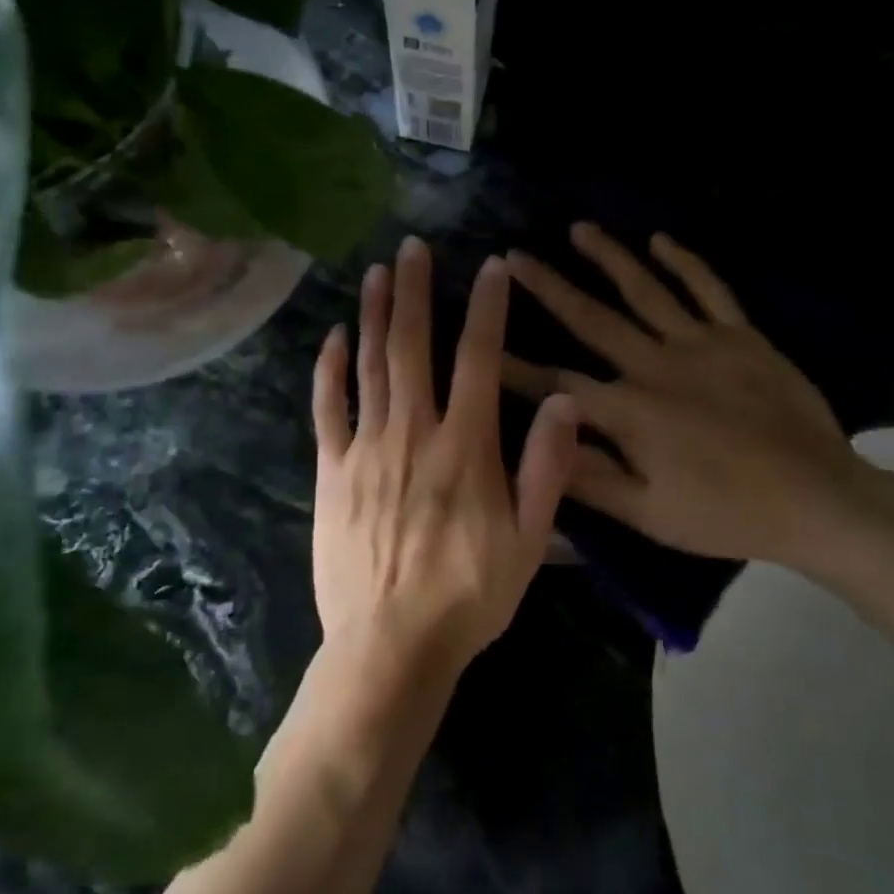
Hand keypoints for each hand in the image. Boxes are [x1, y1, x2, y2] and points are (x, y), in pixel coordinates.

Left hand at [311, 237, 580, 680]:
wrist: (391, 647)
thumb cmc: (469, 595)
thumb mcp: (530, 541)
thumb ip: (547, 468)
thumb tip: (565, 402)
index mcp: (465, 447)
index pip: (479, 359)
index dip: (486, 308)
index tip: (489, 266)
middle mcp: (413, 433)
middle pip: (414, 347)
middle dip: (416, 291)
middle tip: (412, 246)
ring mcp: (366, 449)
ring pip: (370, 366)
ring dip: (374, 315)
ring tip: (377, 272)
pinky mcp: (332, 470)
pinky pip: (328, 409)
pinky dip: (330, 370)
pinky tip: (334, 338)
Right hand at [503, 224, 886, 573]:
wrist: (817, 499)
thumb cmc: (727, 513)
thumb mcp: (650, 513)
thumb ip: (590, 477)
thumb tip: (538, 443)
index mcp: (630, 410)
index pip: (556, 384)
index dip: (513, 365)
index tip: (479, 339)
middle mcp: (656, 365)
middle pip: (593, 318)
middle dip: (549, 286)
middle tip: (515, 256)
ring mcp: (701, 343)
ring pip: (646, 290)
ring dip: (610, 257)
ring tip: (579, 229)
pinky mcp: (742, 336)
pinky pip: (709, 289)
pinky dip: (685, 261)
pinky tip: (660, 239)